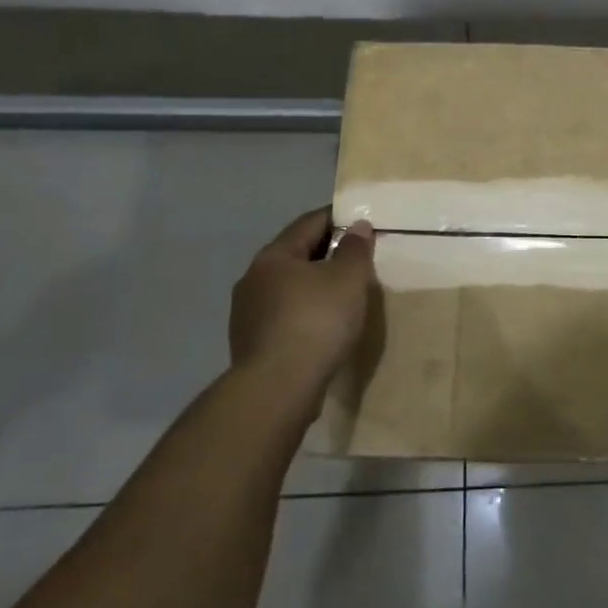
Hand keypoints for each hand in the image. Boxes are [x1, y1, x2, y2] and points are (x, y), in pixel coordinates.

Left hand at [229, 207, 378, 406]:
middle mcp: (253, 279)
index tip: (361, 221)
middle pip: (295, 255)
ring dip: (313, 287)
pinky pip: (284, 318)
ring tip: (342, 297)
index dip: (337, 218)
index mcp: (274, 256)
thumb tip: (357, 227)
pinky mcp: (251, 345)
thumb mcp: (348, 279)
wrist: (277, 388)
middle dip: (325, 254)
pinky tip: (323, 328)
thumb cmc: (316, 321)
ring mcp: (247, 315)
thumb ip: (355, 249)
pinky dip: (304, 315)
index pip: (309, 223)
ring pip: (287, 289)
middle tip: (357, 259)